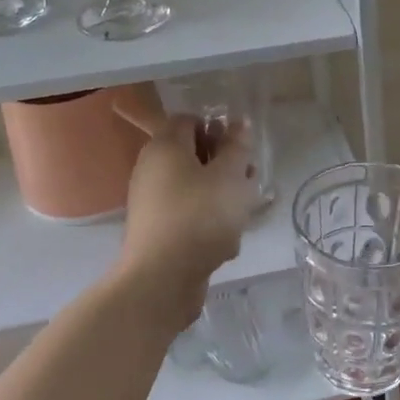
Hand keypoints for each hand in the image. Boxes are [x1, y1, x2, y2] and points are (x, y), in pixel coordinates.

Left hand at [116, 114, 255, 324]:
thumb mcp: (230, 176)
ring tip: (242, 216)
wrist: (162, 279)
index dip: (218, 129)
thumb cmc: (200, 216)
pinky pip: (188, 216)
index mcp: (164, 147)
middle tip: (248, 182)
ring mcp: (152, 202)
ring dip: (222, 198)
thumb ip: (237, 147)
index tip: (241, 149)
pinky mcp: (158, 231)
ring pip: (195, 188)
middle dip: (225, 167)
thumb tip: (239, 123)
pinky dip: (208, 223)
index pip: (189, 120)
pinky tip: (225, 243)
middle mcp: (152, 169)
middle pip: (193, 156)